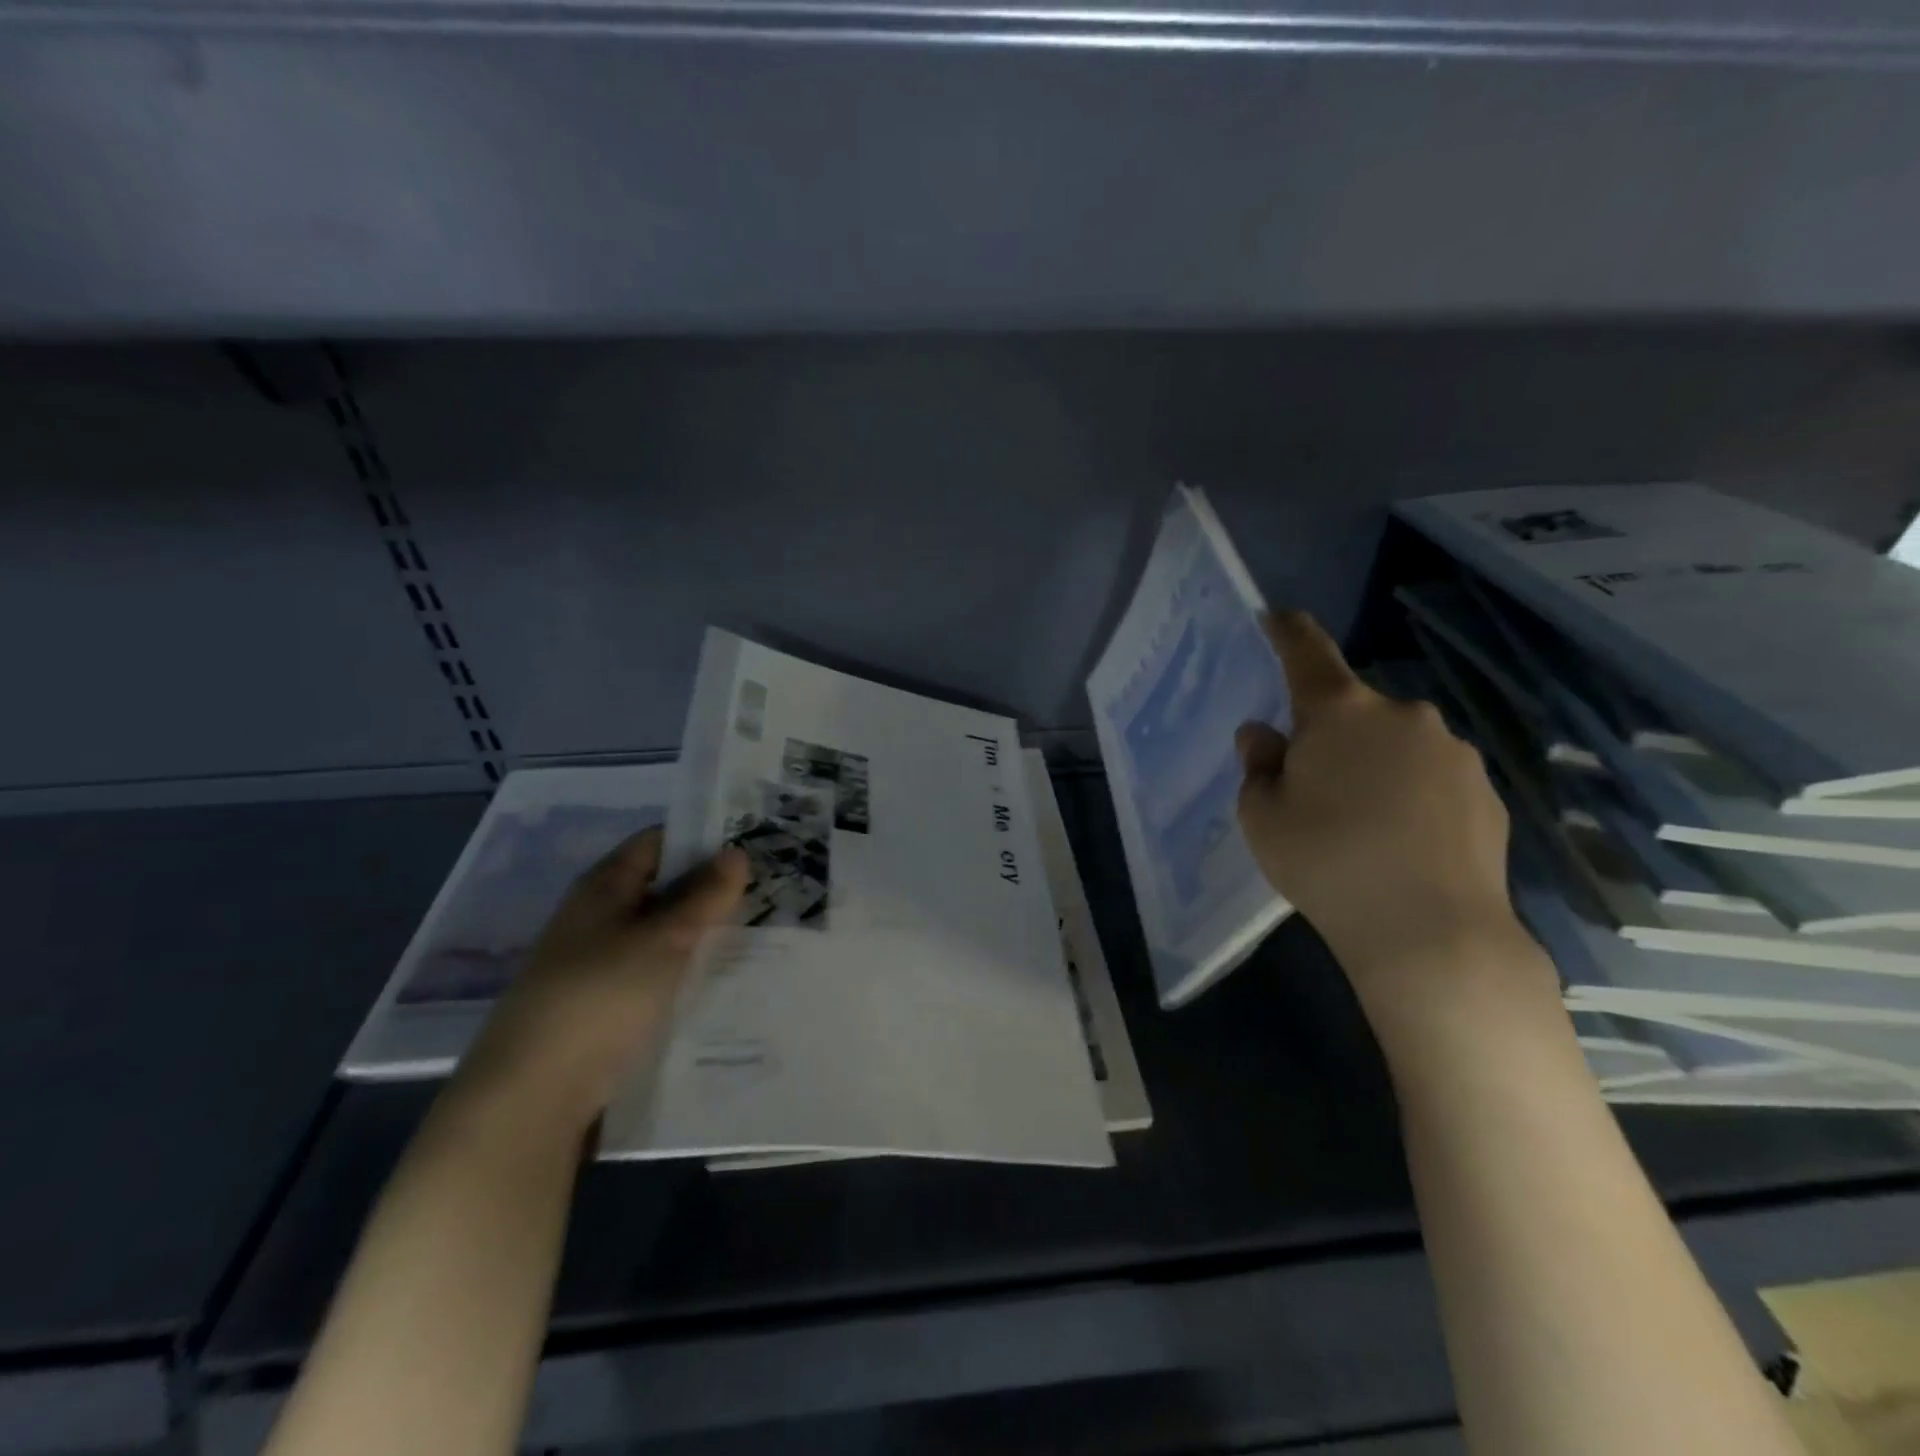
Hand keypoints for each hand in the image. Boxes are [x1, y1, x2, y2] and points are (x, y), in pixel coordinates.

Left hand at [456, 828, 748, 1129]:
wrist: (535, 1095)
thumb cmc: (600, 996)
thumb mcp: (663, 938)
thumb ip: (704, 895)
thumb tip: (737, 851)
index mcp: (603, 887)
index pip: (657, 842)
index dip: (702, 837)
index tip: (753, 842)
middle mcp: (598, 918)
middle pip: (662, 888)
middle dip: (712, 889)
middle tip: (771, 889)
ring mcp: (600, 964)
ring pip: (663, 934)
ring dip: (704, 933)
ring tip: (762, 932)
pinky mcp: (607, 1005)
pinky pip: (657, 973)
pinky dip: (688, 970)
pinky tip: (725, 979)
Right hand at [1235, 612, 1532, 1015]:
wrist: (1431, 932)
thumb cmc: (1326, 862)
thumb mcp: (1262, 816)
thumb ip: (1259, 765)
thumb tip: (1265, 736)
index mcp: (1339, 712)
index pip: (1307, 652)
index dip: (1288, 631)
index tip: (1276, 616)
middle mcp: (1402, 715)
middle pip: (1353, 708)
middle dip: (1330, 731)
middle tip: (1312, 783)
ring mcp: (1452, 751)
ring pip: (1397, 743)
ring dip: (1374, 763)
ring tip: (1362, 822)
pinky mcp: (1486, 791)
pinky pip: (1433, 777)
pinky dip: (1413, 793)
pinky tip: (1404, 842)